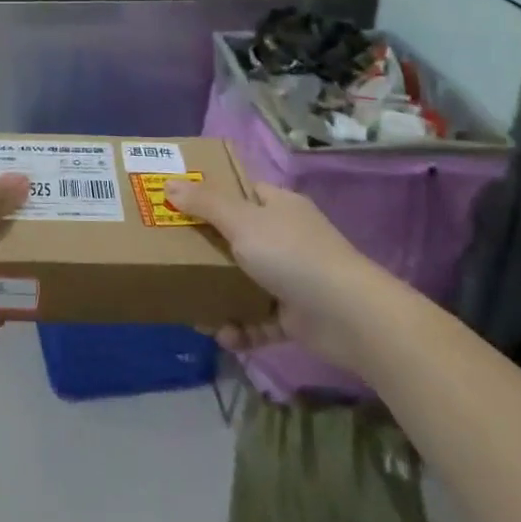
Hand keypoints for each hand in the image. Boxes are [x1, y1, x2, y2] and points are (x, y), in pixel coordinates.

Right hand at [166, 179, 362, 354]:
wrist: (350, 317)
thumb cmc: (292, 255)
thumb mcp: (243, 221)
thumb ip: (205, 204)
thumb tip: (169, 185)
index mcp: (278, 206)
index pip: (241, 192)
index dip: (211, 196)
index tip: (177, 206)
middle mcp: (285, 238)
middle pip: (237, 239)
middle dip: (206, 253)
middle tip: (173, 260)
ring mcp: (292, 278)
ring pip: (245, 282)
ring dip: (220, 297)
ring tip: (195, 311)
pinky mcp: (295, 316)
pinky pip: (258, 320)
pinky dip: (241, 329)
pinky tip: (224, 336)